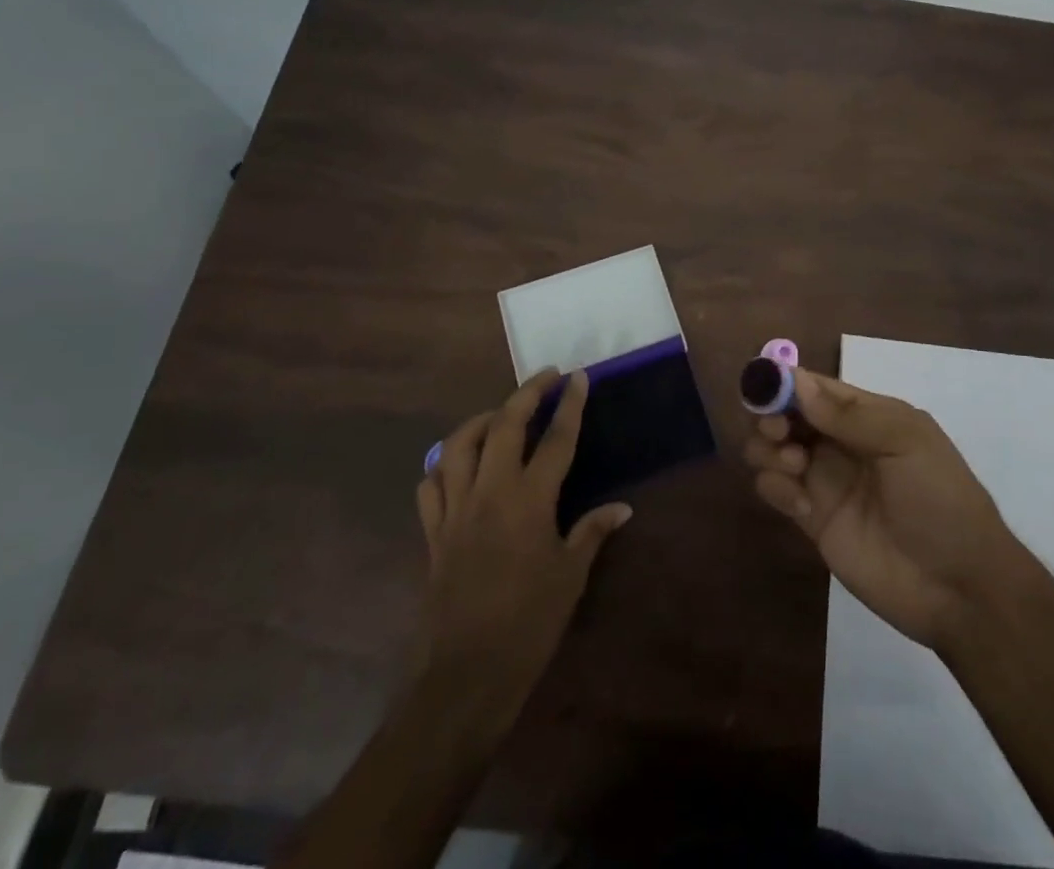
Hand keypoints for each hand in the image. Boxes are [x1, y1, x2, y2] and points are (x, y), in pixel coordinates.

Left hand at [415, 368, 631, 719]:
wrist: (465, 676)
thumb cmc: (528, 624)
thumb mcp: (570, 576)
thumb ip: (591, 532)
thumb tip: (622, 508)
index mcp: (529, 501)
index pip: (556, 438)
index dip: (570, 404)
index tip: (578, 377)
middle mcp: (490, 493)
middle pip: (505, 424)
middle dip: (527, 393)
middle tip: (547, 377)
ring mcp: (455, 510)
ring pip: (459, 445)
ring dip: (482, 420)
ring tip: (502, 414)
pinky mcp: (433, 533)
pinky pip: (431, 484)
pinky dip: (444, 464)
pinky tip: (459, 464)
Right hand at [744, 369, 1021, 649]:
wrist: (958, 586)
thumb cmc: (940, 499)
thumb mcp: (906, 443)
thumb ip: (850, 415)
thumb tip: (797, 381)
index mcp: (867, 415)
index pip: (815, 386)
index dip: (785, 382)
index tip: (762, 388)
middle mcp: (839, 441)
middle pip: (786, 413)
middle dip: (770, 414)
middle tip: (778, 432)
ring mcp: (824, 480)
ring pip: (773, 449)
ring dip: (769, 449)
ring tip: (794, 467)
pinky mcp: (812, 519)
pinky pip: (776, 489)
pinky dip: (774, 488)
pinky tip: (801, 507)